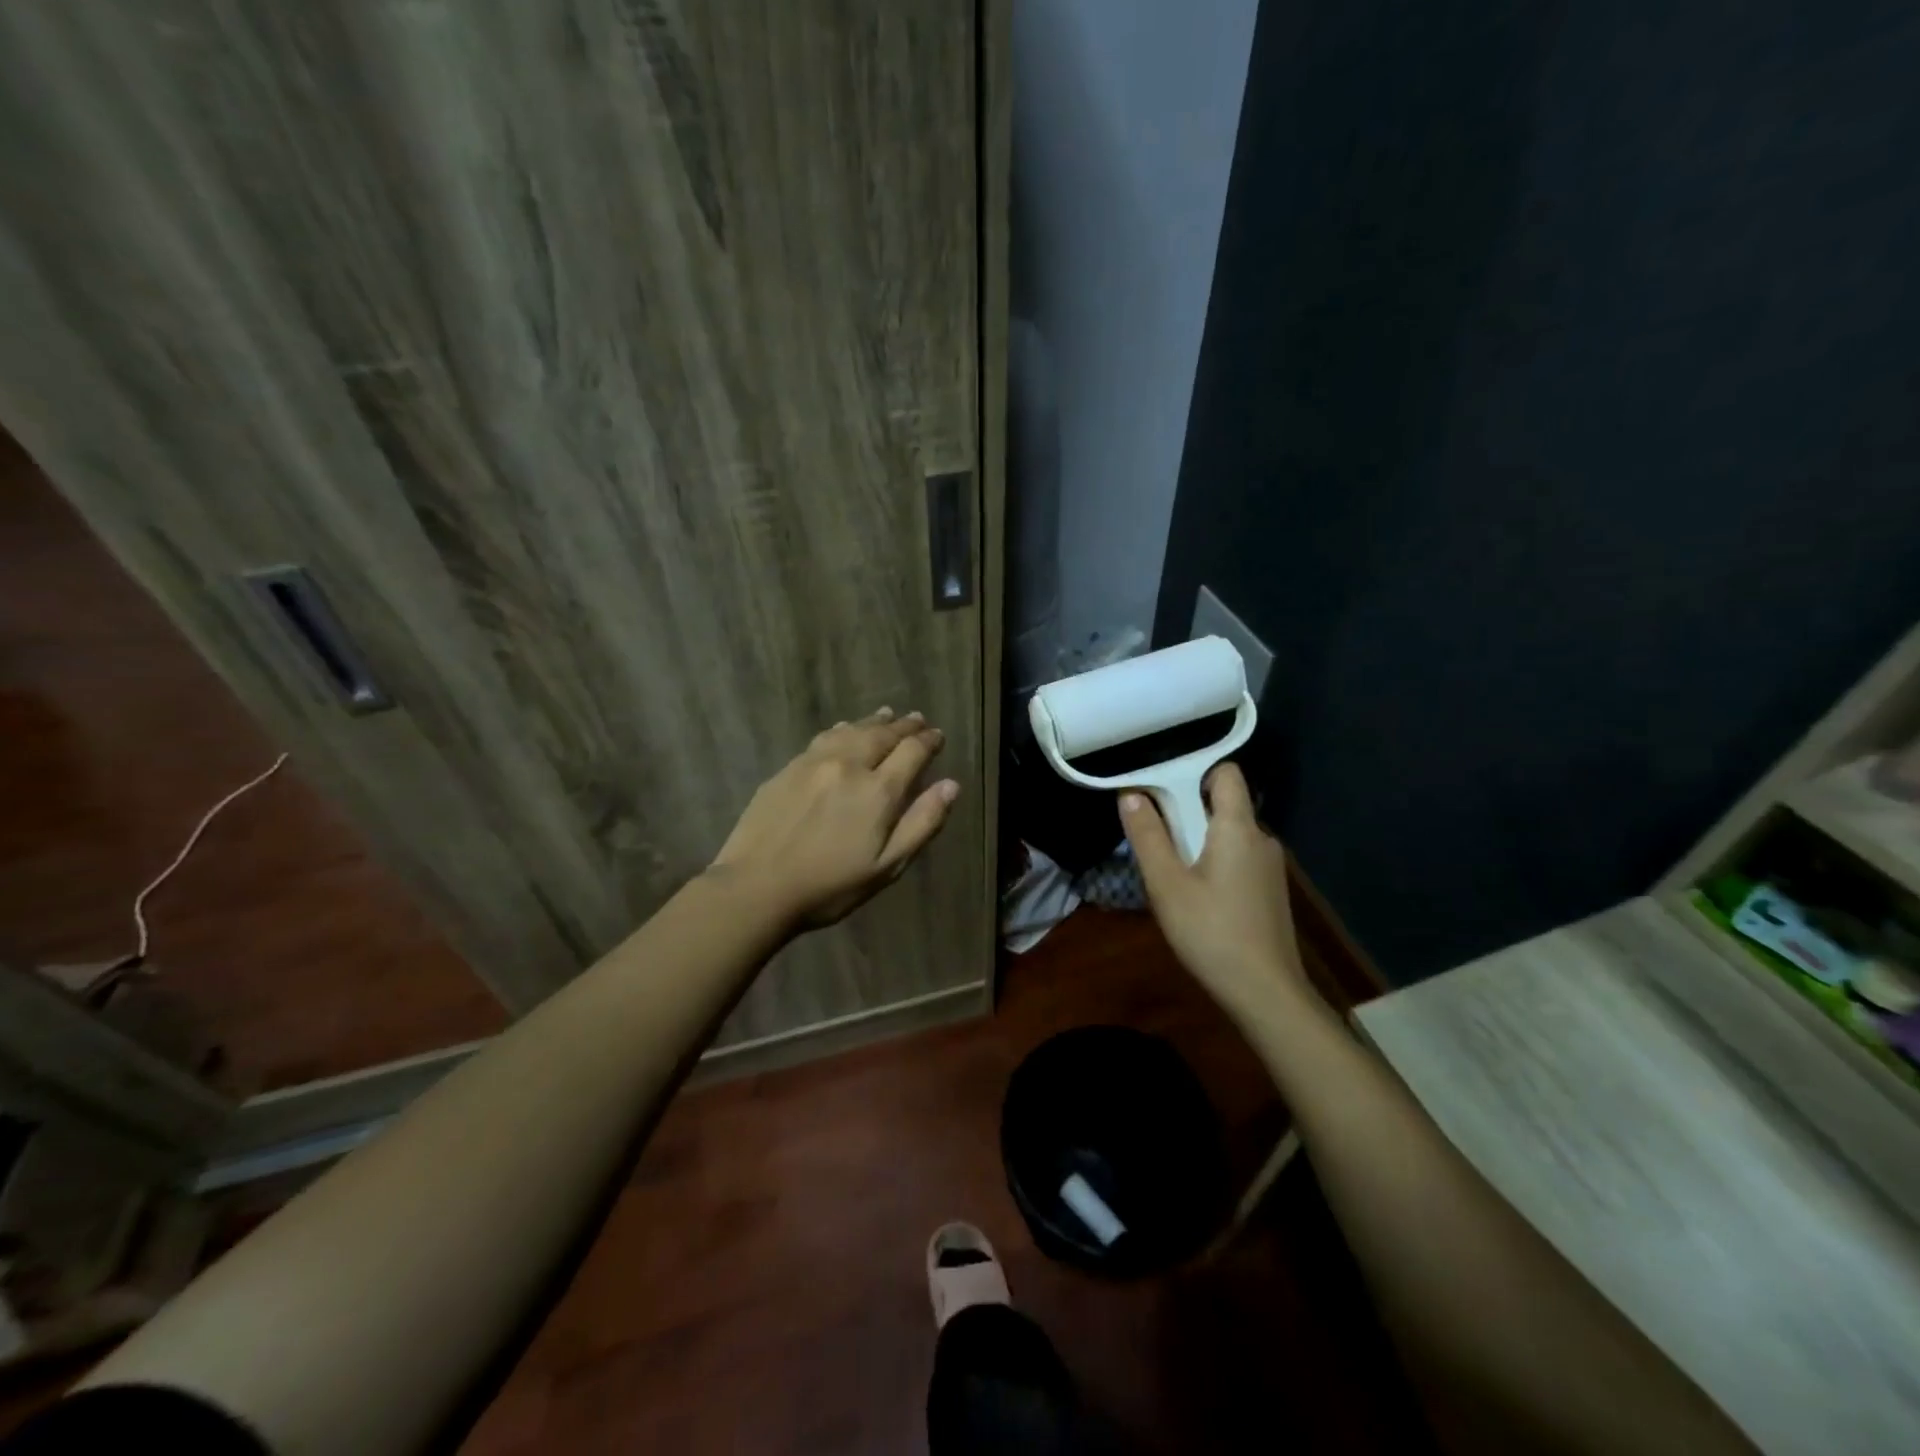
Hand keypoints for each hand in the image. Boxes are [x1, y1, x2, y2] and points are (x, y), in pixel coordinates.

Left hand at [708, 707, 959, 929]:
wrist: (756, 887)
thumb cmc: (830, 886)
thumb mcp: (888, 866)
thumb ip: (922, 823)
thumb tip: (951, 785)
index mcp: (878, 790)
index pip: (912, 751)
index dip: (928, 741)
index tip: (937, 736)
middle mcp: (849, 765)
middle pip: (883, 734)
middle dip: (904, 726)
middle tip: (917, 719)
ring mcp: (814, 762)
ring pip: (852, 730)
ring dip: (874, 721)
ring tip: (887, 714)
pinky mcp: (788, 768)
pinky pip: (824, 737)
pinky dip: (844, 727)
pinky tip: (845, 728)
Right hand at [1121, 763, 1312, 1023]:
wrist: (1265, 992)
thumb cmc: (1211, 932)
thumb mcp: (1167, 884)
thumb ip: (1148, 835)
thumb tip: (1131, 794)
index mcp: (1238, 827)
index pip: (1225, 772)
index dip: (1194, 772)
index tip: (1162, 792)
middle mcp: (1261, 838)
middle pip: (1222, 804)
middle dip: (1187, 813)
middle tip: (1157, 841)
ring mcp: (1270, 866)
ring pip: (1228, 834)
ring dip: (1198, 842)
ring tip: (1172, 875)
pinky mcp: (1270, 890)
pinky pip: (1237, 858)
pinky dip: (1214, 863)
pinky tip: (1197, 897)